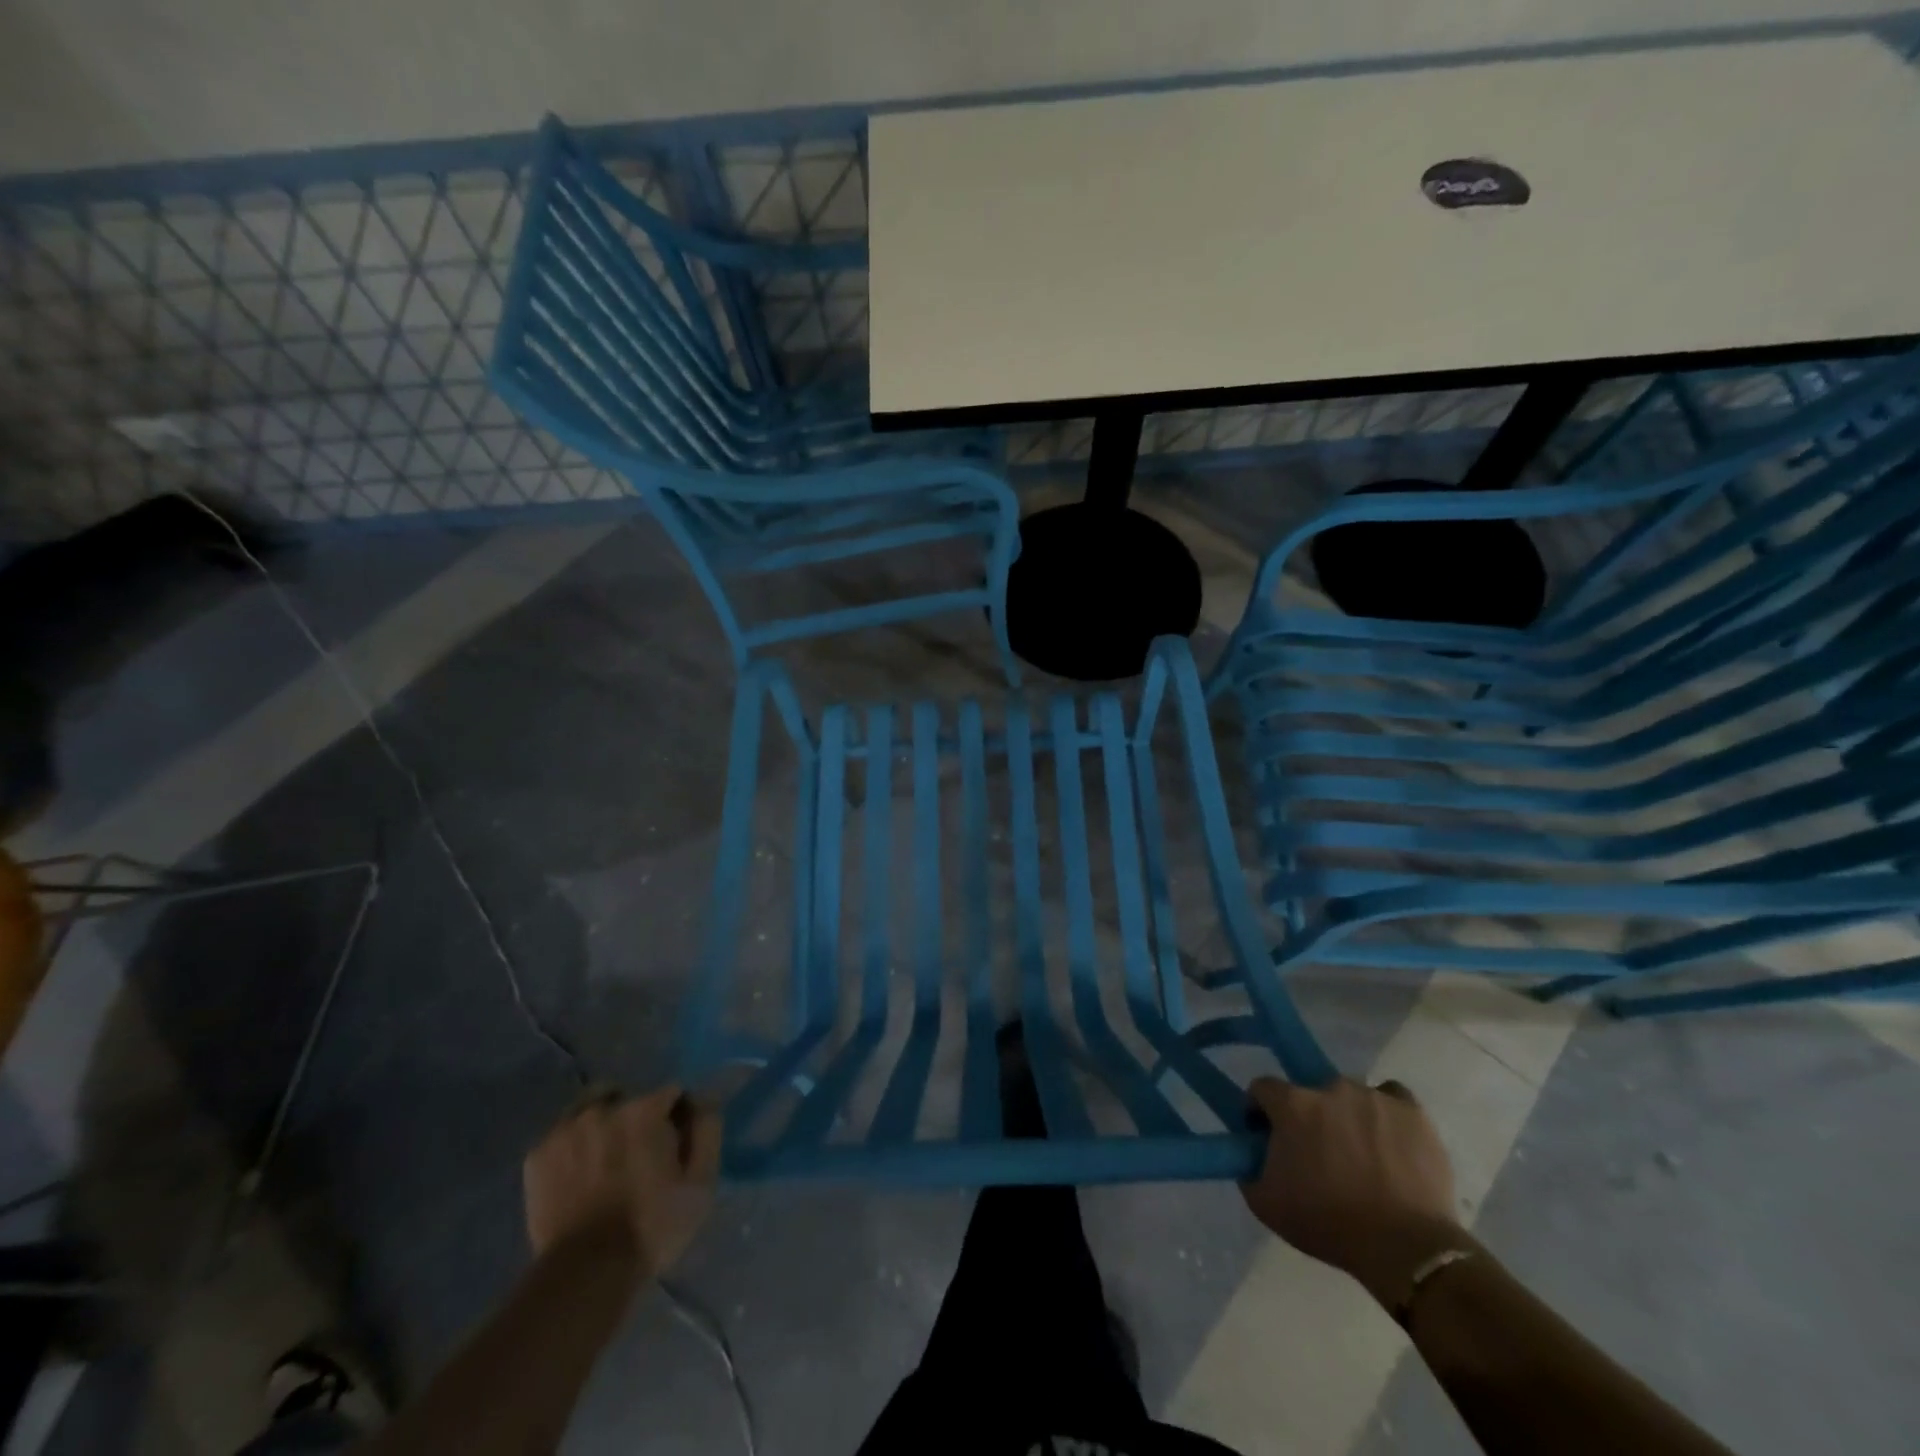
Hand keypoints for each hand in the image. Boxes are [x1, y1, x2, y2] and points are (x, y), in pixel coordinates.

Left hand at [523, 1085, 720, 1282]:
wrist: (584, 1275)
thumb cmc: (651, 1227)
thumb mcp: (701, 1182)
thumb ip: (707, 1130)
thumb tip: (702, 1100)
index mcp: (645, 1109)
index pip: (672, 1094)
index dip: (678, 1118)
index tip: (675, 1147)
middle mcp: (604, 1108)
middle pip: (631, 1098)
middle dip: (640, 1118)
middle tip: (640, 1156)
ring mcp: (565, 1129)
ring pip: (593, 1107)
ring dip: (605, 1123)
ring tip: (608, 1158)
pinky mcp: (538, 1154)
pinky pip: (564, 1133)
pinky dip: (576, 1144)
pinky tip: (580, 1172)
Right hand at [1241, 1077, 1467, 1308]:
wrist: (1407, 1249)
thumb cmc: (1330, 1224)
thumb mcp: (1266, 1205)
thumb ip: (1249, 1169)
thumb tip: (1252, 1155)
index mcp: (1292, 1104)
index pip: (1263, 1089)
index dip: (1261, 1111)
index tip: (1267, 1136)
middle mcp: (1330, 1088)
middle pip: (1310, 1093)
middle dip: (1308, 1117)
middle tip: (1317, 1153)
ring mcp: (1374, 1096)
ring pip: (1350, 1098)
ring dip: (1347, 1117)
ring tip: (1360, 1156)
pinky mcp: (1412, 1111)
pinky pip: (1391, 1097)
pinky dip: (1386, 1113)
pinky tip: (1389, 1139)